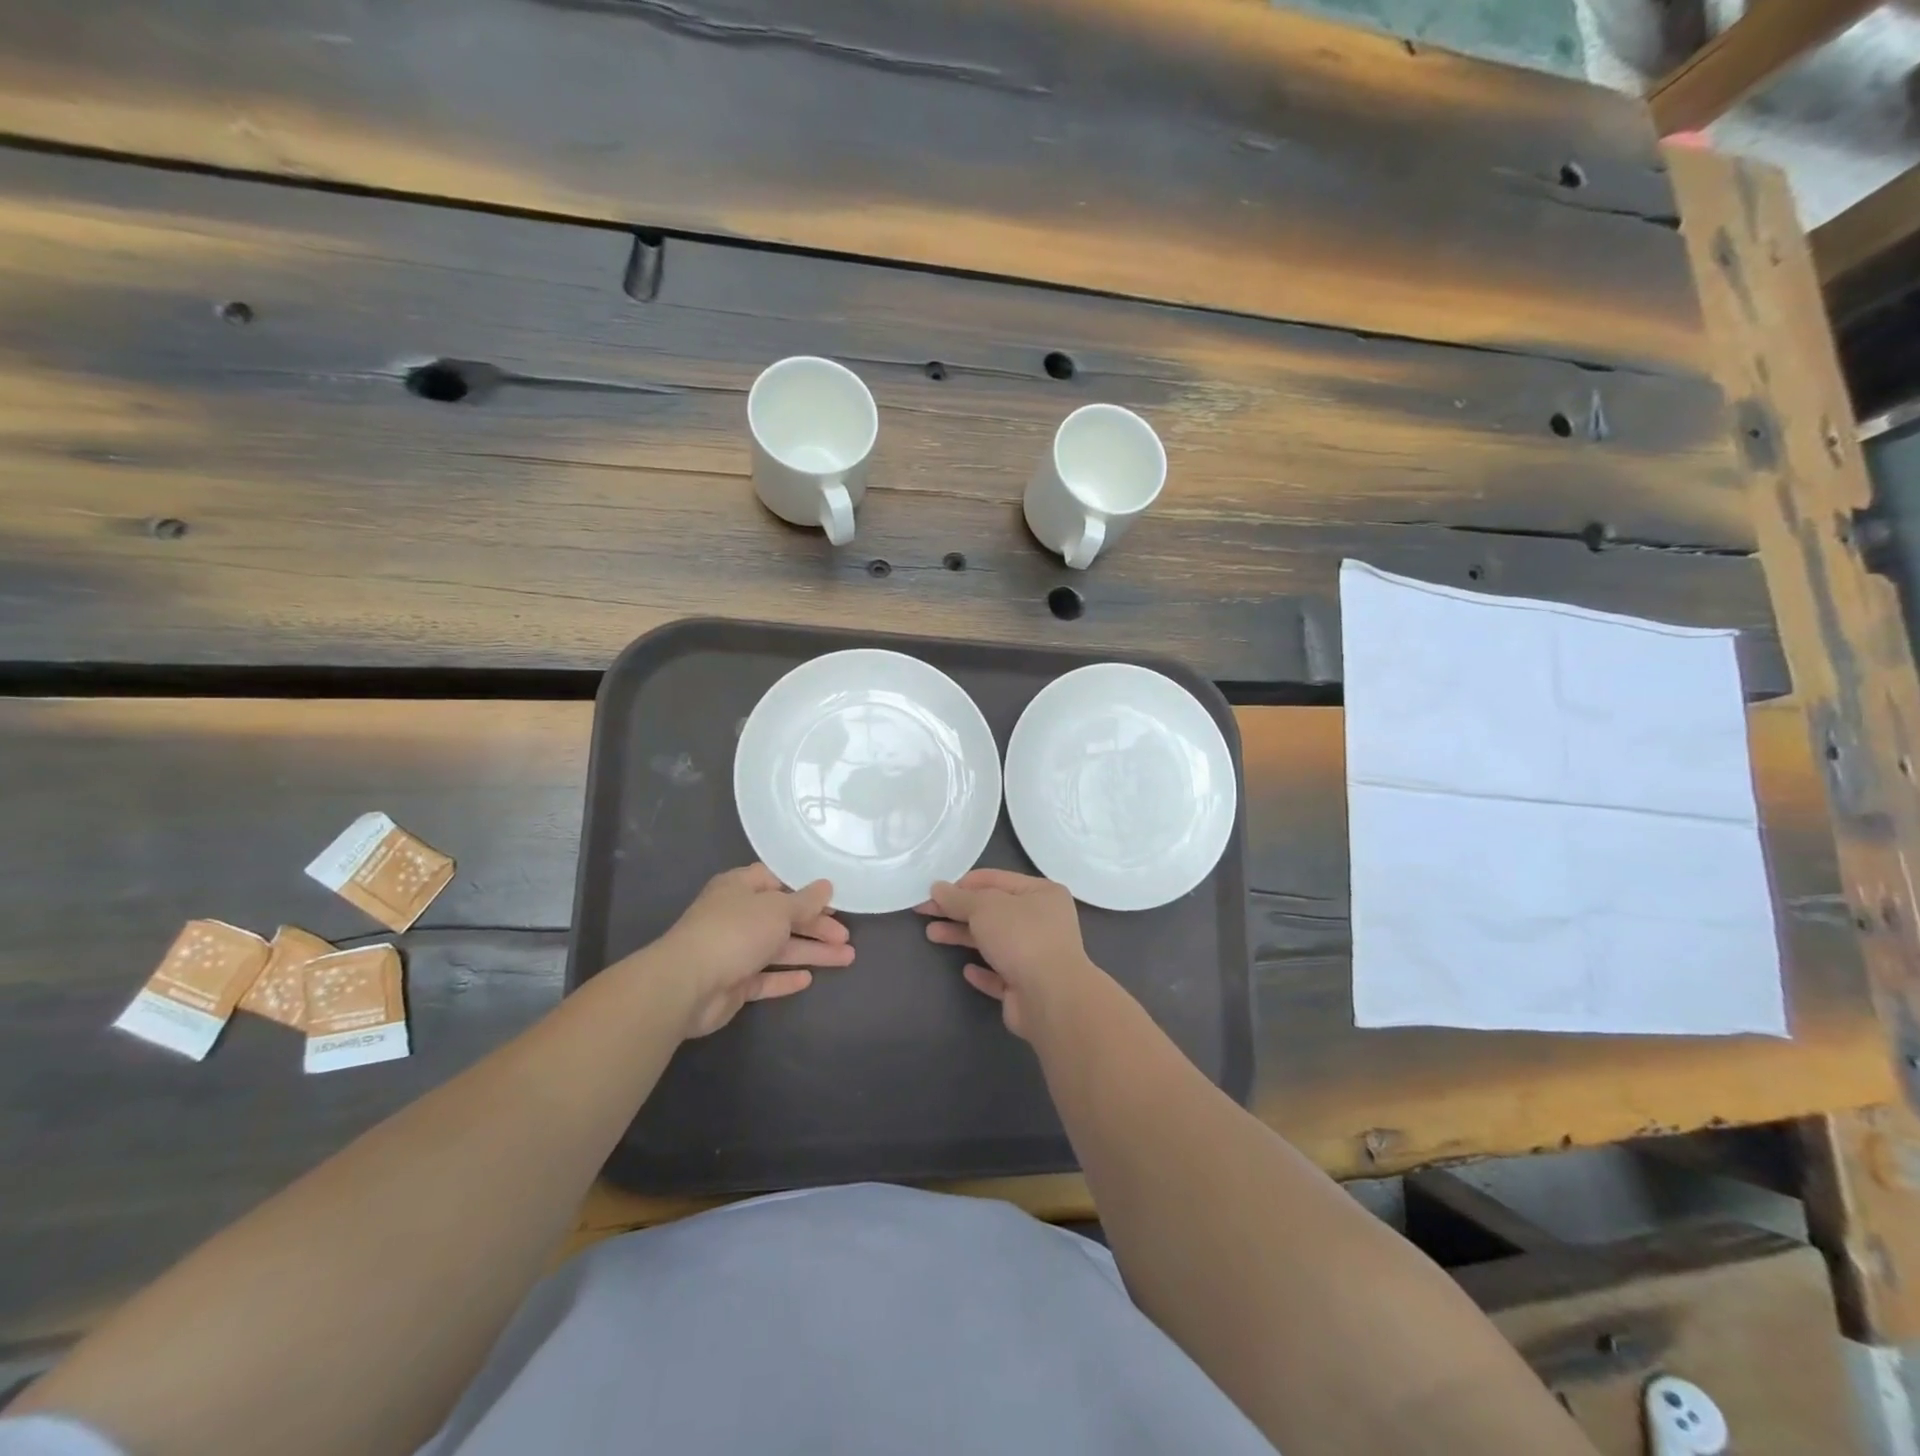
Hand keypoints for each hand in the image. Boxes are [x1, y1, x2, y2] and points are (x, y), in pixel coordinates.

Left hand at [652, 864, 854, 1037]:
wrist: (686, 985)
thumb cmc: (734, 932)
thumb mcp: (777, 909)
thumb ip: (804, 901)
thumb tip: (826, 886)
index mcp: (740, 888)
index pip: (777, 880)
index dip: (806, 889)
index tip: (835, 898)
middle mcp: (737, 915)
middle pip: (783, 917)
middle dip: (816, 926)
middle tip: (846, 937)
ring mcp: (733, 950)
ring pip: (779, 949)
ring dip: (811, 952)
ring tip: (846, 958)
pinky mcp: (732, 983)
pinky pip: (764, 978)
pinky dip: (785, 978)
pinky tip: (808, 980)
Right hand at [916, 869, 1102, 1039]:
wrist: (1051, 998)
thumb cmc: (1021, 938)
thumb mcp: (985, 907)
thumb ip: (958, 898)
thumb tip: (937, 887)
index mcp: (1041, 893)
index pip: (996, 880)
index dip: (962, 884)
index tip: (933, 891)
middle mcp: (1043, 921)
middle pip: (993, 911)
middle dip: (958, 910)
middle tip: (925, 911)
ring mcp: (1037, 956)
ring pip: (994, 941)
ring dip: (963, 936)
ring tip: (931, 935)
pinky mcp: (1027, 987)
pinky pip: (1000, 974)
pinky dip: (983, 970)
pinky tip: (967, 970)